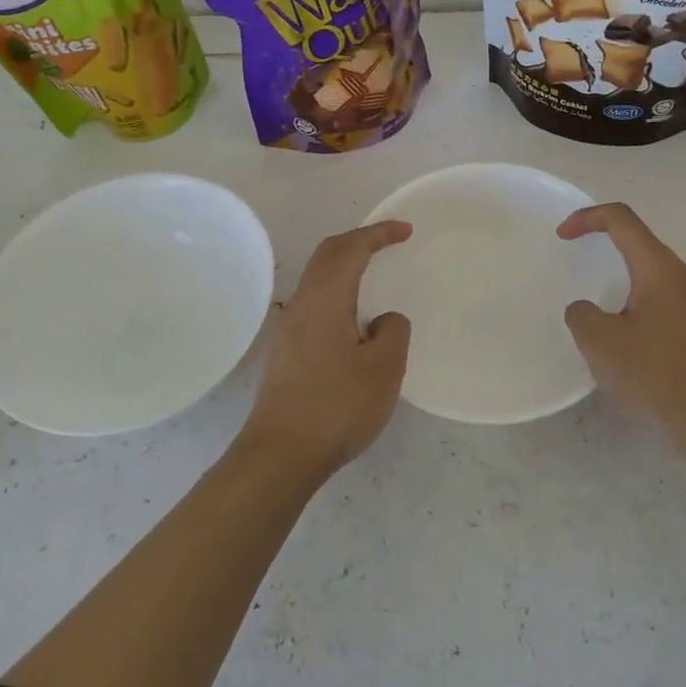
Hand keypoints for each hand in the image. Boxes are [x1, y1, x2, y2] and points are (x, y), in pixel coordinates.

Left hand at [236, 221, 413, 479]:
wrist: (280, 455)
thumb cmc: (336, 407)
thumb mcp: (384, 369)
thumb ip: (393, 332)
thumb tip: (383, 319)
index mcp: (325, 300)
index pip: (350, 249)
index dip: (378, 234)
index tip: (405, 230)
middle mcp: (301, 305)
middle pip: (326, 256)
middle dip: (358, 241)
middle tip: (389, 242)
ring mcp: (289, 329)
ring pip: (318, 279)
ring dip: (345, 266)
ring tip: (373, 274)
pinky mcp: (286, 352)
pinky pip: (316, 303)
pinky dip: (338, 292)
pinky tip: (353, 318)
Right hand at [558, 203, 685, 436]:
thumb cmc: (654, 373)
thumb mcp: (599, 341)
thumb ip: (581, 314)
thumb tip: (587, 310)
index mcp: (660, 268)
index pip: (622, 220)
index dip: (587, 218)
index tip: (562, 237)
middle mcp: (685, 276)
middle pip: (640, 244)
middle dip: (605, 246)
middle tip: (578, 265)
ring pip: (653, 274)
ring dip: (623, 280)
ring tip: (599, 310)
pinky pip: (665, 301)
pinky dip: (639, 304)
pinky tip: (627, 339)